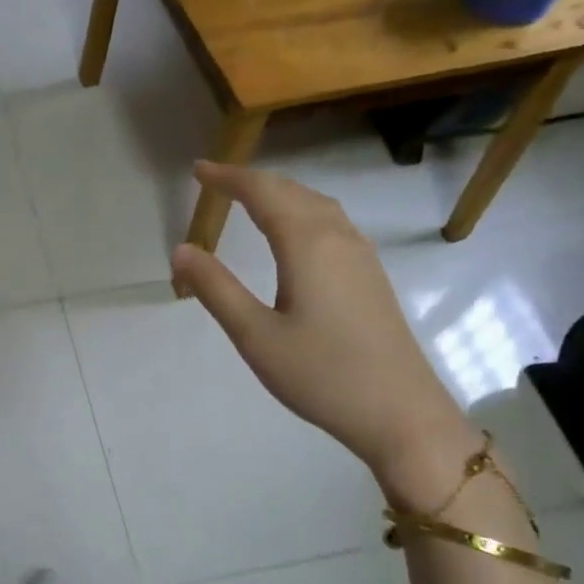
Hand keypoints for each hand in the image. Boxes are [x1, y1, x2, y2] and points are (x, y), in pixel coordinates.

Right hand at [171, 162, 474, 486]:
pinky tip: (295, 233)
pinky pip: (332, 223)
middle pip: (292, 191)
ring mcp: (361, 256)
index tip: (199, 170)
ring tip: (250, 199)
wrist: (401, 413)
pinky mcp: (371, 276)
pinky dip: (302, 211)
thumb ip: (216, 288)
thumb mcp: (256, 336)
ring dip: (280, 193)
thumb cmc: (322, 375)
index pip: (263, 193)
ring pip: (316, 205)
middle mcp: (338, 238)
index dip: (229, 177)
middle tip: (217, 181)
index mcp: (307, 245)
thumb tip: (182, 249)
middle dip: (252, 181)